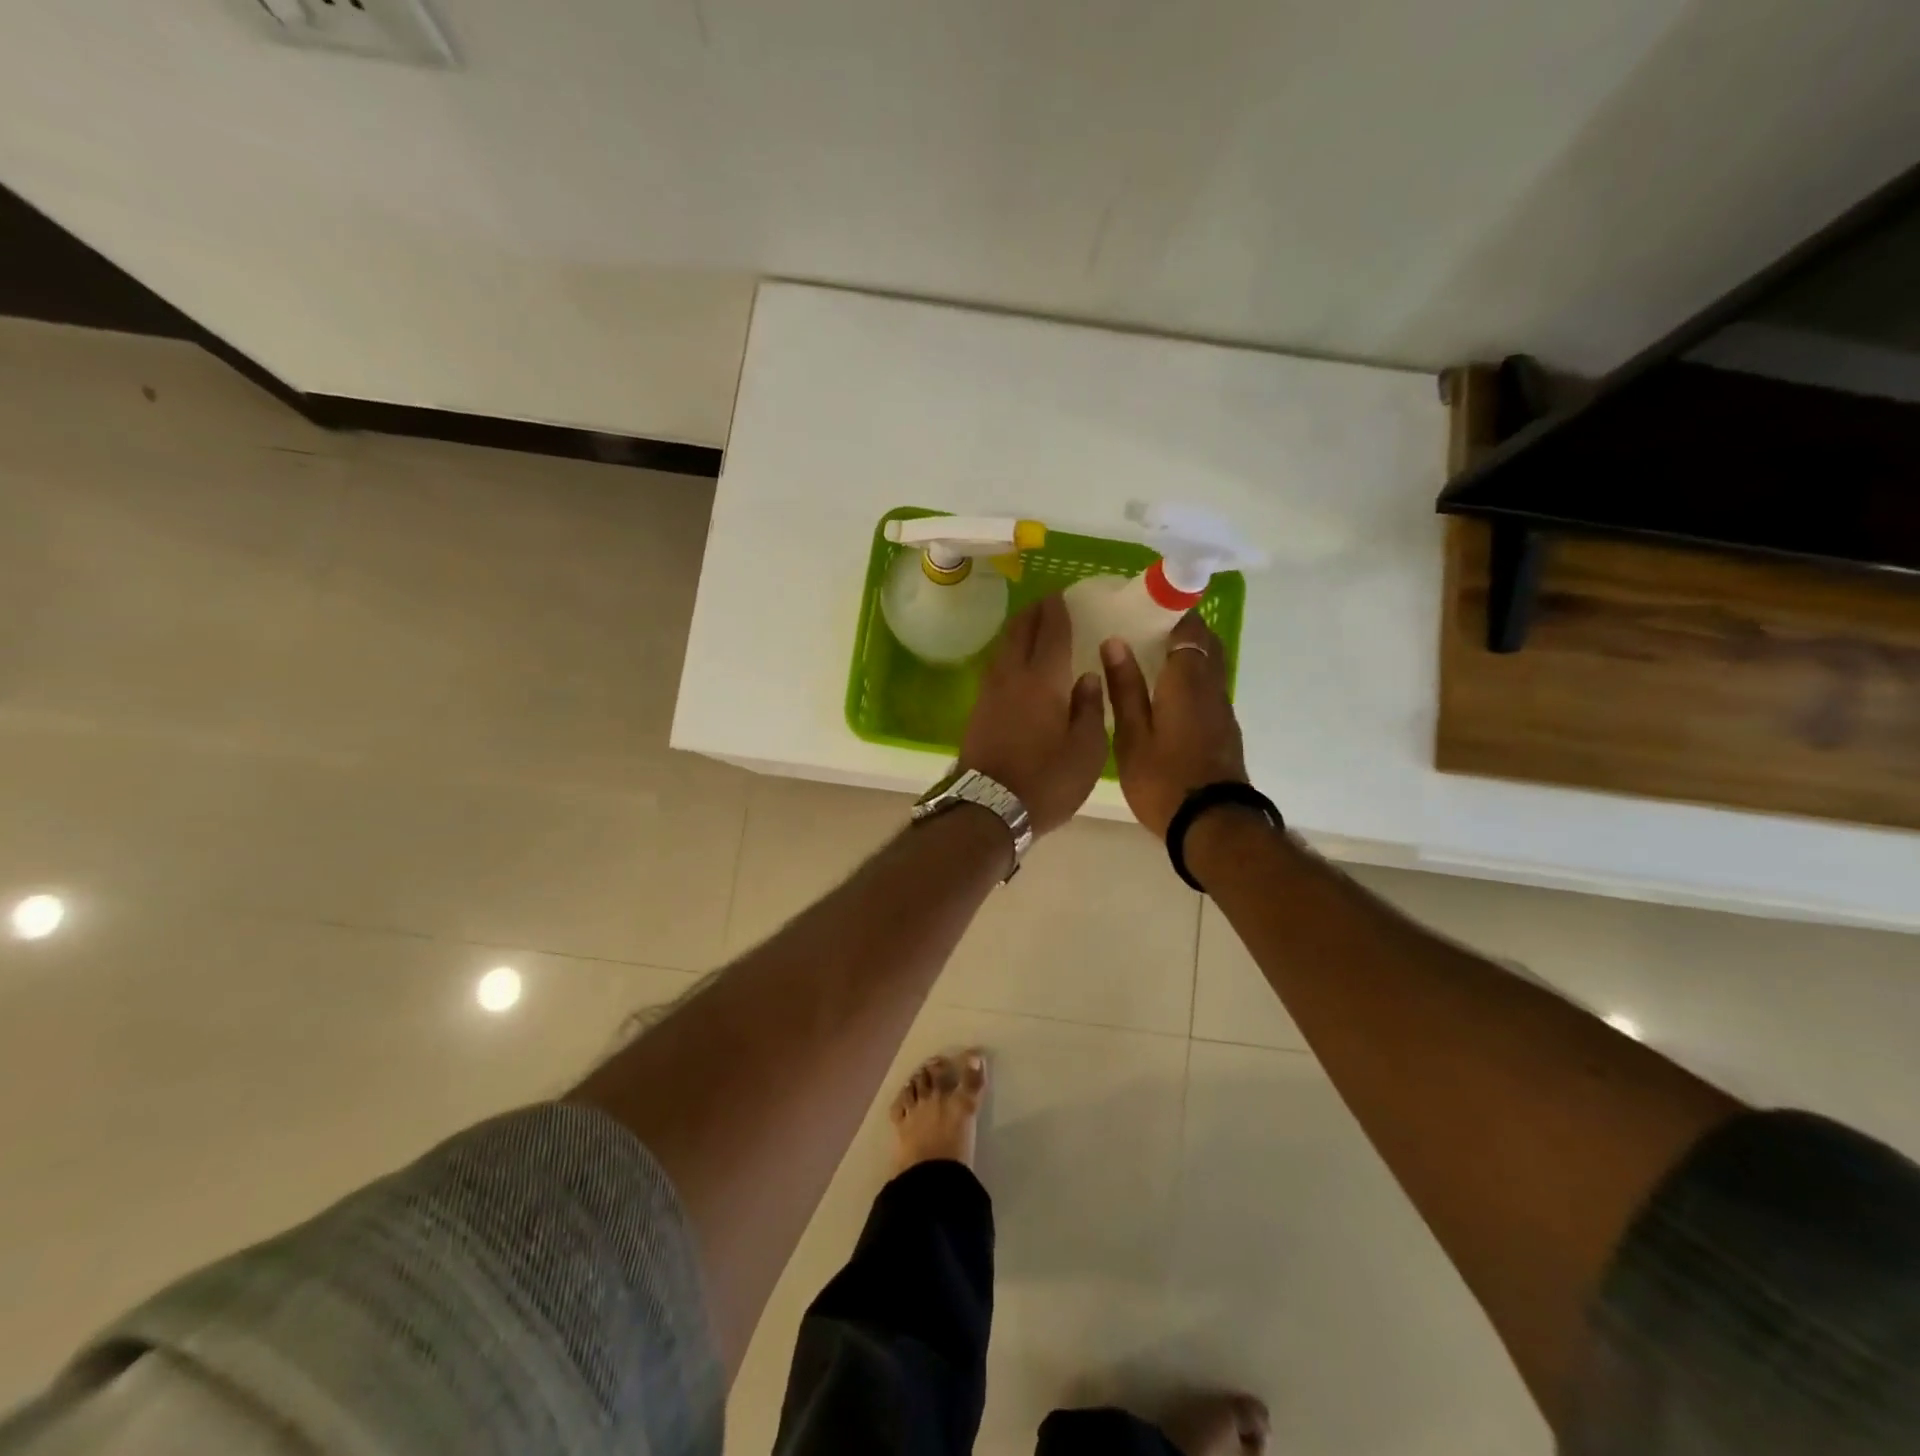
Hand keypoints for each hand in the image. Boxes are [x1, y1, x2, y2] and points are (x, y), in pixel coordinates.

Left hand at [959, 595, 1107, 835]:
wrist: (988, 809)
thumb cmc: (1047, 781)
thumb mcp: (1086, 750)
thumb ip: (1089, 708)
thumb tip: (1087, 677)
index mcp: (1042, 679)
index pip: (1050, 631)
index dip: (1058, 610)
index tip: (1063, 595)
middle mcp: (1012, 676)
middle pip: (1019, 631)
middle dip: (1034, 612)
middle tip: (1049, 603)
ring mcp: (989, 692)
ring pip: (1003, 648)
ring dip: (1018, 631)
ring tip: (1034, 627)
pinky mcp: (978, 710)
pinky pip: (997, 667)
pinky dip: (1010, 654)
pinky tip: (1018, 664)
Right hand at [1102, 612, 1248, 836]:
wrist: (1212, 824)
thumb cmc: (1164, 779)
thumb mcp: (1133, 736)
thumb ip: (1125, 688)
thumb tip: (1115, 643)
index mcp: (1187, 681)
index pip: (1189, 629)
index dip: (1173, 610)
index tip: (1147, 604)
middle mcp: (1212, 688)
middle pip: (1205, 644)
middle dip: (1182, 629)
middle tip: (1146, 628)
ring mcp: (1222, 709)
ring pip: (1210, 666)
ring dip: (1188, 653)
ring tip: (1151, 656)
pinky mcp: (1224, 729)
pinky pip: (1209, 688)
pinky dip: (1191, 678)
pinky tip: (1165, 692)